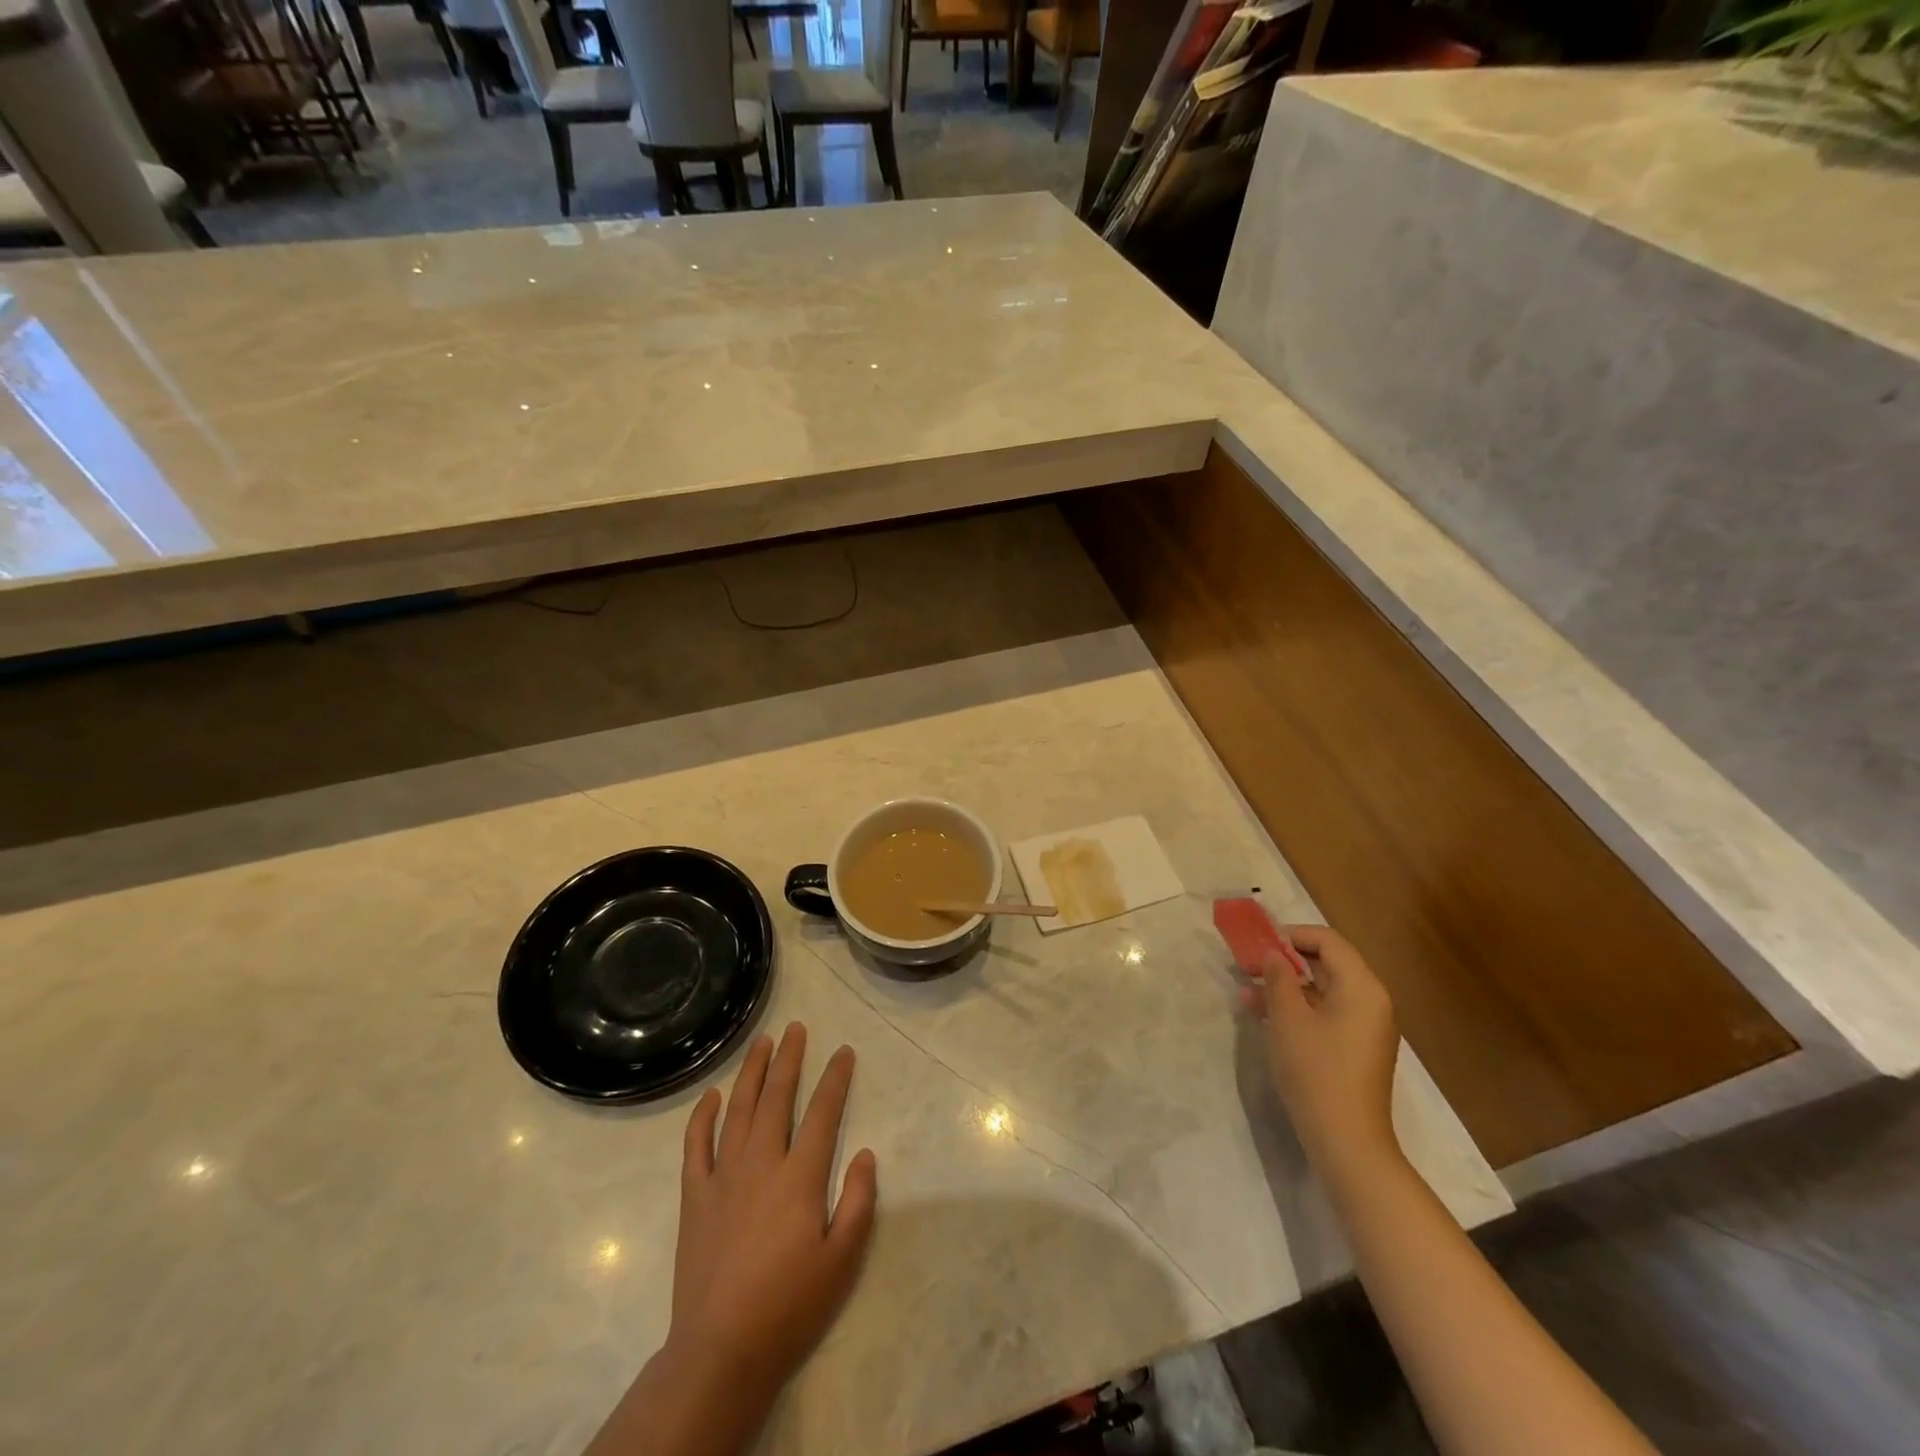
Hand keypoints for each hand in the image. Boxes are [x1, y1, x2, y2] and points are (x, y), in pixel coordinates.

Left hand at [668, 1023, 877, 1399]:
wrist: (720, 1351)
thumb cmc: (789, 1306)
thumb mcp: (842, 1261)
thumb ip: (859, 1202)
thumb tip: (867, 1153)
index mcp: (800, 1178)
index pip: (823, 1113)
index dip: (835, 1078)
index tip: (843, 1051)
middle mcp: (761, 1164)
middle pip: (777, 1098)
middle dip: (789, 1059)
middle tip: (796, 1028)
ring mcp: (723, 1177)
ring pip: (738, 1110)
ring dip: (751, 1072)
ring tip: (762, 1043)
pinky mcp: (695, 1197)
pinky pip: (696, 1145)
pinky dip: (702, 1116)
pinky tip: (711, 1095)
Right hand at [1240, 924, 1401, 1177]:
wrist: (1346, 1141)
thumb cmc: (1316, 1070)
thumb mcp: (1288, 1018)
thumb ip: (1278, 977)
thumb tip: (1273, 955)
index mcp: (1362, 987)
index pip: (1328, 941)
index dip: (1291, 935)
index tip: (1258, 944)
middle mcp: (1371, 1002)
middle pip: (1327, 964)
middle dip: (1285, 962)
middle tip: (1248, 966)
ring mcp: (1366, 1028)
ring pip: (1323, 991)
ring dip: (1286, 987)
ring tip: (1247, 994)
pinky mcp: (1356, 1049)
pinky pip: (1326, 1014)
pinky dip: (1298, 1009)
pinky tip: (1265, 1017)